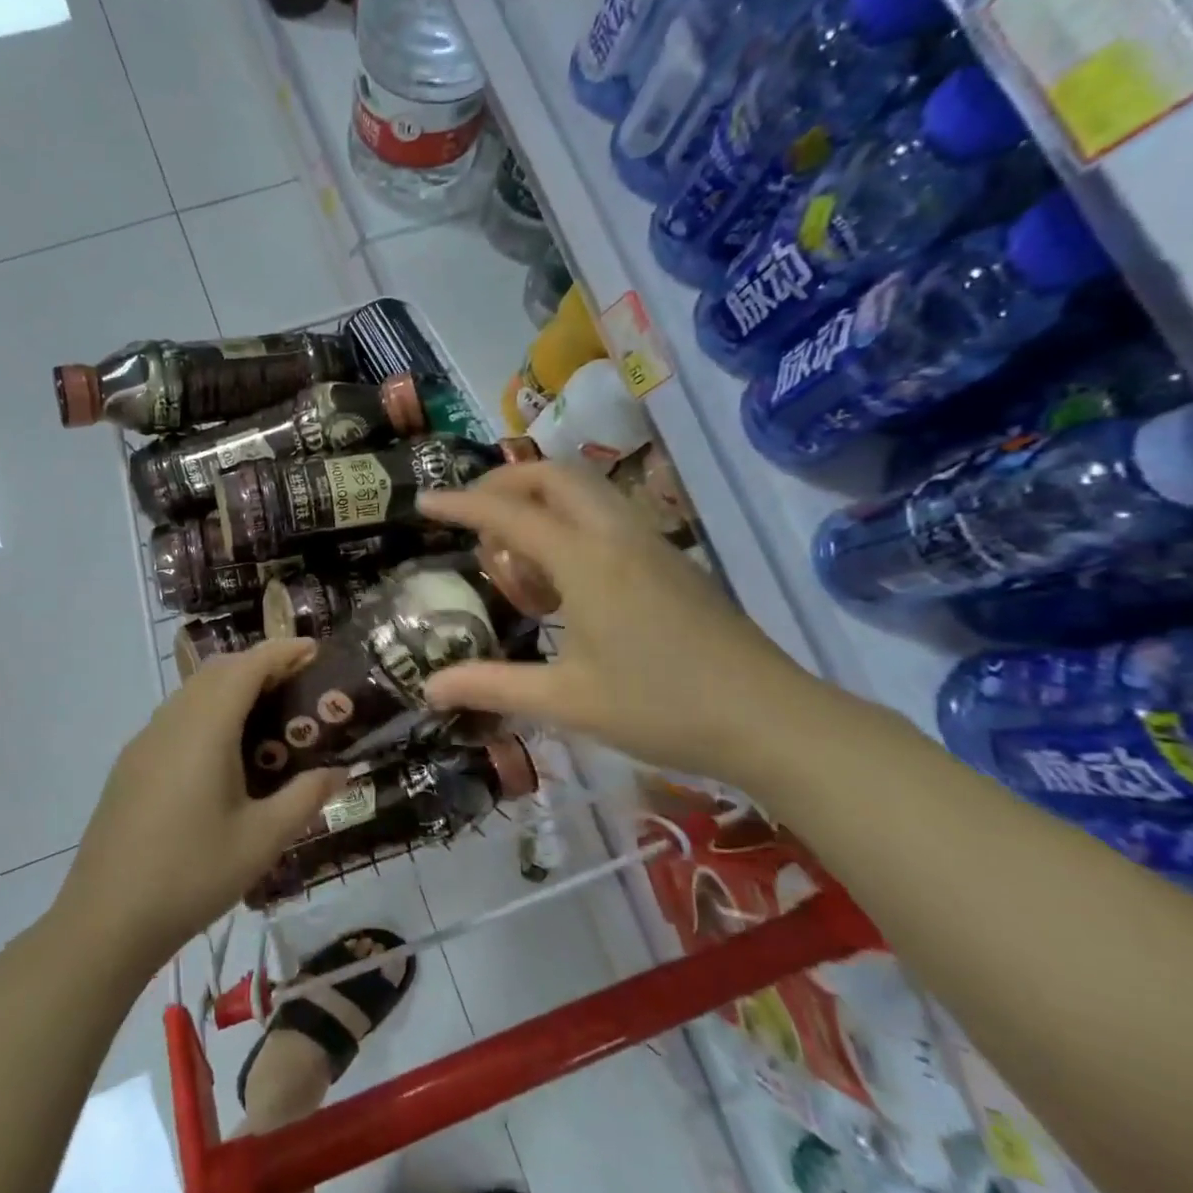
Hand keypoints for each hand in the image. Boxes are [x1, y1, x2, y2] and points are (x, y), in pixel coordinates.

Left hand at [58, 640, 346, 976]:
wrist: (105, 920)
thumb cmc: (192, 874)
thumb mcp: (262, 839)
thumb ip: (305, 798)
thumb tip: (339, 771)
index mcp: (205, 728)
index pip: (247, 666)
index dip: (282, 651)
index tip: (313, 649)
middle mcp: (171, 721)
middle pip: (217, 671)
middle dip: (259, 664)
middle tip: (298, 682)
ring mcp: (145, 741)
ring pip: (192, 692)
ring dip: (231, 687)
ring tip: (267, 713)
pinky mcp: (131, 764)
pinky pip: (176, 717)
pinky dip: (208, 710)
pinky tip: (223, 752)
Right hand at [418, 463, 828, 783]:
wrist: (769, 718)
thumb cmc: (660, 707)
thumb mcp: (565, 701)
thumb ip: (492, 686)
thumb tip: (429, 689)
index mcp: (585, 560)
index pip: (508, 513)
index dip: (460, 504)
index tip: (424, 501)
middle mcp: (616, 535)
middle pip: (554, 474)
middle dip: (506, 481)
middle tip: (474, 515)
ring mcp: (650, 543)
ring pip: (587, 489)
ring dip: (542, 498)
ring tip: (515, 549)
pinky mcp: (671, 560)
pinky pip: (608, 514)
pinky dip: (571, 519)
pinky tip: (564, 575)